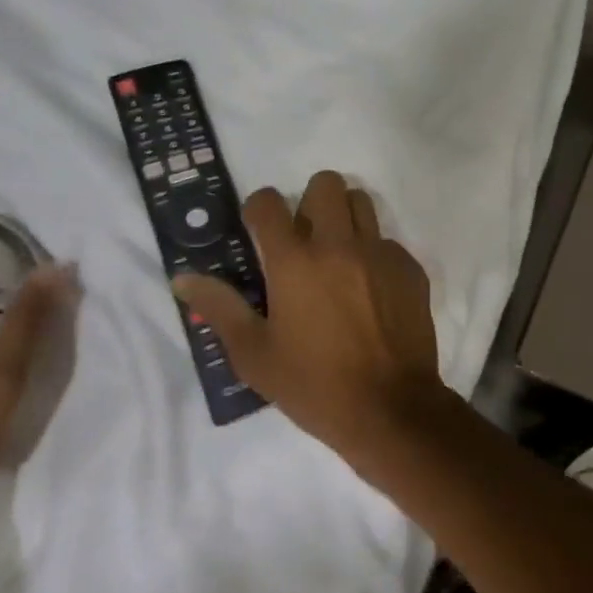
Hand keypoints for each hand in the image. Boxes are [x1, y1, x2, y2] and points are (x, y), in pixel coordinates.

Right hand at [173, 171, 443, 458]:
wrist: (390, 408)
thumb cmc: (314, 385)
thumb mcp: (254, 355)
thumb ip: (220, 307)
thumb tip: (183, 278)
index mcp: (295, 262)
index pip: (268, 203)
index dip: (258, 208)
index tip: (258, 229)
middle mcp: (339, 244)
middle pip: (324, 184)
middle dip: (308, 201)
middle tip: (303, 236)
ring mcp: (380, 253)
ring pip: (361, 202)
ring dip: (344, 216)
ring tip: (336, 253)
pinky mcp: (409, 268)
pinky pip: (387, 240)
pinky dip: (373, 253)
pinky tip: (369, 289)